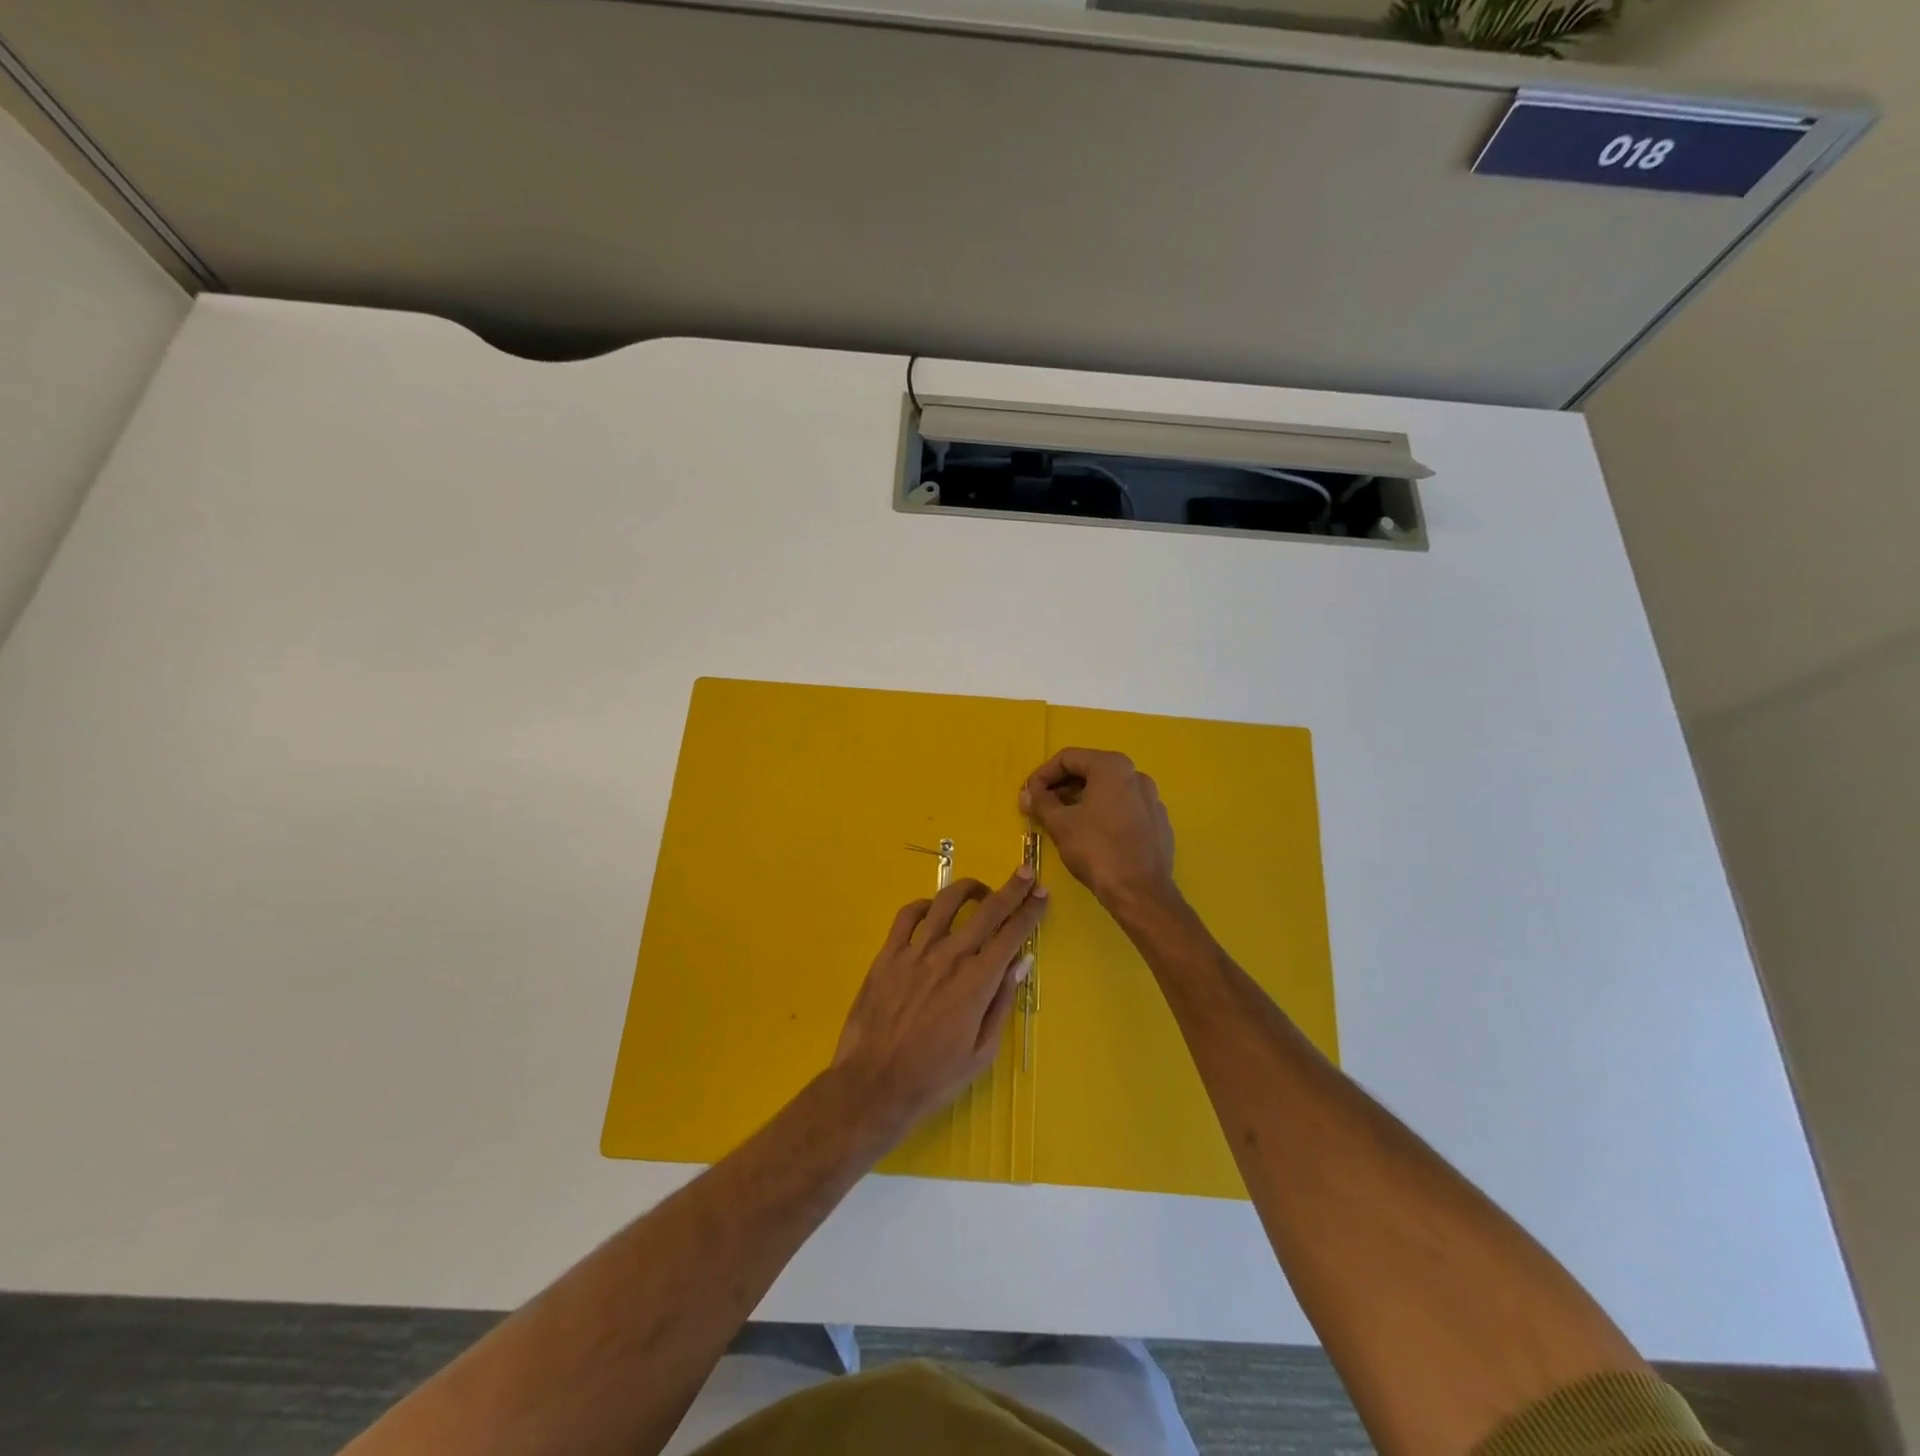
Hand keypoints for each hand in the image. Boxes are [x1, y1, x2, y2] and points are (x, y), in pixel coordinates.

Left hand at [831, 868, 1048, 1141]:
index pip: (1011, 935)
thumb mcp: (982, 1051)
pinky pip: (907, 916)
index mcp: (976, 982)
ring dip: (968, 889)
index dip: (1029, 911)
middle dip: (1011, 889)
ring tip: (980, 889)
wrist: (874, 1085)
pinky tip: (933, 909)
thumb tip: (1021, 962)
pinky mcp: (887, 955)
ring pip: (945, 903)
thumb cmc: (934, 1077)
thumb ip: (1002, 1002)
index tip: (1042, 893)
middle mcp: (949, 957)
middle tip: (1024, 872)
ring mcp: (915, 952)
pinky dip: (925, 905)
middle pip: (986, 911)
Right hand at [1021, 747, 1176, 912]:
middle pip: (1090, 771)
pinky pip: (1125, 808)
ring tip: (1062, 820)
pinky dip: (1104, 813)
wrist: (1140, 892)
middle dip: (1061, 787)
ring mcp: (1151, 798)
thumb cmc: (1096, 850)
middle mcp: (1136, 775)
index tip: (1028, 794)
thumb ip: (1041, 802)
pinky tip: (1091, 835)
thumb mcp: (1060, 824)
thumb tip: (1028, 793)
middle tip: (1041, 807)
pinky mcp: (1158, 822)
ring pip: (1108, 791)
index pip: (1068, 758)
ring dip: (1081, 800)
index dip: (1042, 775)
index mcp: (1112, 767)